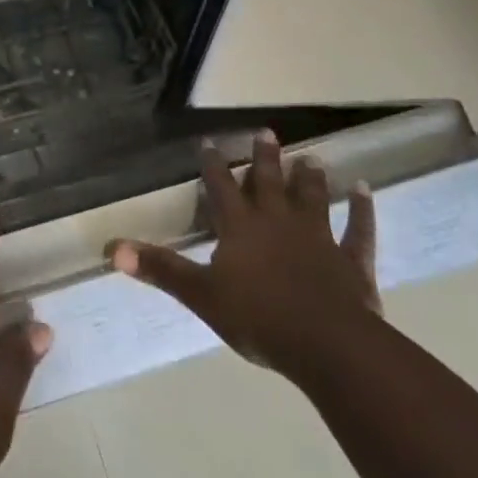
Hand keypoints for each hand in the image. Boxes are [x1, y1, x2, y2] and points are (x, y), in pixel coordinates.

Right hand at [108, 129, 379, 374]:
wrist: (327, 345)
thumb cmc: (259, 318)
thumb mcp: (201, 295)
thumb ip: (161, 269)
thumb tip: (112, 248)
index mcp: (241, 226)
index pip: (221, 187)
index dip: (213, 165)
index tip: (208, 142)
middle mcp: (278, 221)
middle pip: (270, 182)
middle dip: (265, 157)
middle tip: (267, 132)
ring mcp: (318, 237)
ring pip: (312, 198)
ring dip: (310, 177)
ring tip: (310, 157)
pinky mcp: (351, 261)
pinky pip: (358, 230)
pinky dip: (362, 210)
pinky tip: (364, 189)